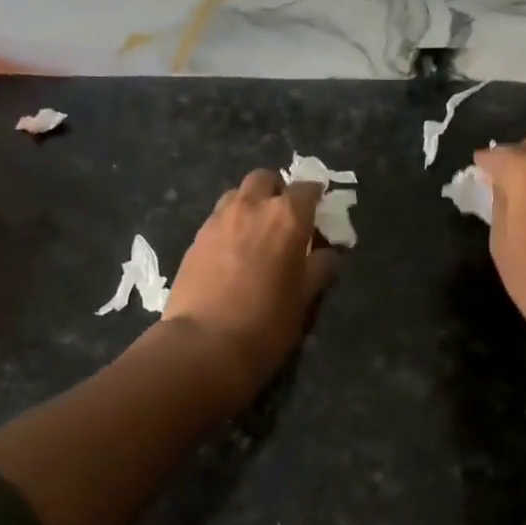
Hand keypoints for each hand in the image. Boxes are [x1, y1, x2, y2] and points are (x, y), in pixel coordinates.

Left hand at [161, 170, 339, 403]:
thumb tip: (329, 253)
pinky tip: (232, 250)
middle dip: (277, 190)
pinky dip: (230, 223)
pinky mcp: (197, 236)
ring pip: (238, 193)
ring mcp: (220, 218)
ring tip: (255, 232)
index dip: (314, 197)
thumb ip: (319, 267)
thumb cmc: (267, 323)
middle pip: (266, 179)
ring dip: (250, 203)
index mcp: (287, 216)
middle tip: (283, 217)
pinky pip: (218, 216)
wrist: (204, 345)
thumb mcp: (305, 297)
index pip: (307, 188)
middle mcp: (253, 206)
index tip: (317, 210)